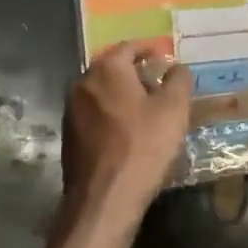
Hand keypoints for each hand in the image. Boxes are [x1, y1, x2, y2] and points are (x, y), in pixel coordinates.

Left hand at [61, 43, 191, 229]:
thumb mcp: (174, 109)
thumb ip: (178, 80)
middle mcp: (83, 83)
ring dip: (123, 95)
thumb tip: (176, 67)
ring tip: (147, 110)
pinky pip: (94, 115)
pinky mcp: (69, 137)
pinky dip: (111, 115)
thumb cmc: (143, 146)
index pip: (130, 47)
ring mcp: (71, 111)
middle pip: (113, 69)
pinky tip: (128, 133)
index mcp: (107, 69)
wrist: (104, 200)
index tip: (166, 58)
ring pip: (102, 93)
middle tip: (160, 85)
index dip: (151, 50)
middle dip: (137, 73)